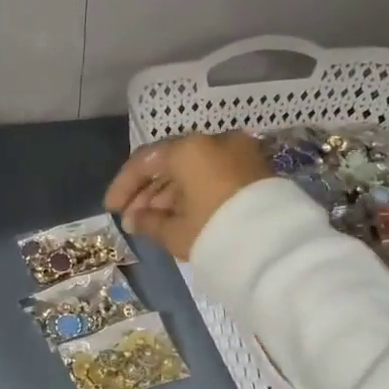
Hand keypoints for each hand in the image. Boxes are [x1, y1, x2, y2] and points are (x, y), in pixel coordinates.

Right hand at [103, 131, 273, 260]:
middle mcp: (214, 141)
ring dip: (170, 193)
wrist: (276, 247)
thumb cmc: (215, 233)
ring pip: (194, 169)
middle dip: (147, 191)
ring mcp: (238, 153)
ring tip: (153, 222)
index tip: (111, 208)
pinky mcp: (255, 169)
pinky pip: (214, 174)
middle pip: (170, 162)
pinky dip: (194, 191)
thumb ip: (149, 222)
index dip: (124, 186)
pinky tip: (181, 215)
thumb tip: (135, 219)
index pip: (145, 161)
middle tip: (132, 219)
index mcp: (189, 150)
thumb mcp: (175, 232)